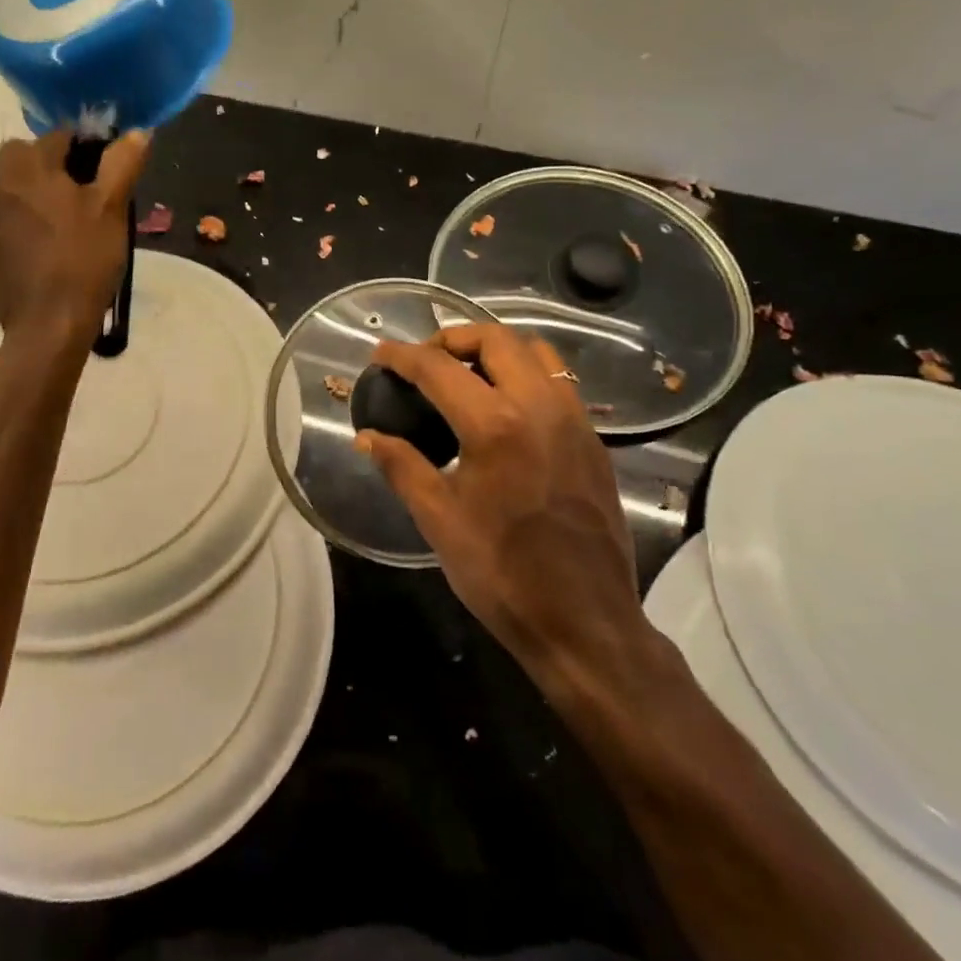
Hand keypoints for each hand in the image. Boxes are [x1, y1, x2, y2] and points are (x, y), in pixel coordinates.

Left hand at [0, 129, 149, 345]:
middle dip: (60, 171)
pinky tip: (50, 251)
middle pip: (32, 159)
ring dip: (41, 196)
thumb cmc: (83, 259)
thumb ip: (123, 162)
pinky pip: (8, 221)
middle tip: (91, 202)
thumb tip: (137, 132)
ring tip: (72, 228)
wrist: (47, 326)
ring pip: (18, 190)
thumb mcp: (112, 207)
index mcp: (23, 163)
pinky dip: (27, 224)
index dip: (92, 152)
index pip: (61, 136)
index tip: (111, 179)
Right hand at [356, 323, 646, 677]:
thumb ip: (400, 466)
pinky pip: (559, 381)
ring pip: (536, 352)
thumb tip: (366, 436)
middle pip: (495, 339)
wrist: (585, 622)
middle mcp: (540, 407)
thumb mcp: (438, 519)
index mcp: (495, 425)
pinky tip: (505, 406)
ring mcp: (575, 420)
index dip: (402, 356)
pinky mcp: (594, 440)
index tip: (380, 354)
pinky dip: (526, 372)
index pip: (438, 368)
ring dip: (495, 348)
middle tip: (424, 359)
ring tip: (465, 372)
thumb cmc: (502, 573)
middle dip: (452, 337)